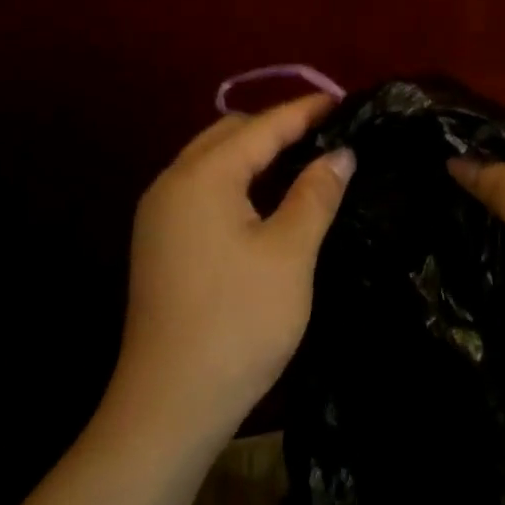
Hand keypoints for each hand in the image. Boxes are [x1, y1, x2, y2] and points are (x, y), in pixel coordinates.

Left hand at [115, 95, 354, 437]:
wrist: (170, 405)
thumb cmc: (238, 322)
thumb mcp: (290, 253)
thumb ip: (315, 193)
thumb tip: (341, 154)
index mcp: (201, 177)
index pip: (262, 127)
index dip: (305, 110)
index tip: (344, 100)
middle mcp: (171, 184)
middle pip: (229, 134)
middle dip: (277, 126)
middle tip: (326, 132)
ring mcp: (159, 215)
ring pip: (213, 161)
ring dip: (256, 153)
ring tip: (304, 157)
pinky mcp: (160, 243)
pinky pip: (203, 189)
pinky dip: (238, 180)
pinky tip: (268, 197)